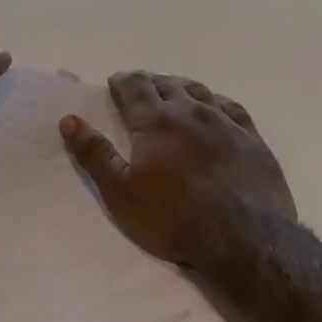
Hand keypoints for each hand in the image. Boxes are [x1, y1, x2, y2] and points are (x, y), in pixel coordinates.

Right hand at [60, 71, 294, 270]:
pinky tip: (215, 107)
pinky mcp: (252, 139)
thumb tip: (69, 119)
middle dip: (150, 82)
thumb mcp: (121, 192)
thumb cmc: (173, 218)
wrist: (244, 239)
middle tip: (141, 87)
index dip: (123, 81)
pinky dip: (216, 101)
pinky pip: (232, 108)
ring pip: (199, 92)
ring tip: (173, 91)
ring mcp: (225, 123)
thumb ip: (95, 154)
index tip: (115, 82)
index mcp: (156, 121)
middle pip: (166, 85)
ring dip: (181, 87)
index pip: (135, 87)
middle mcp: (190, 112)